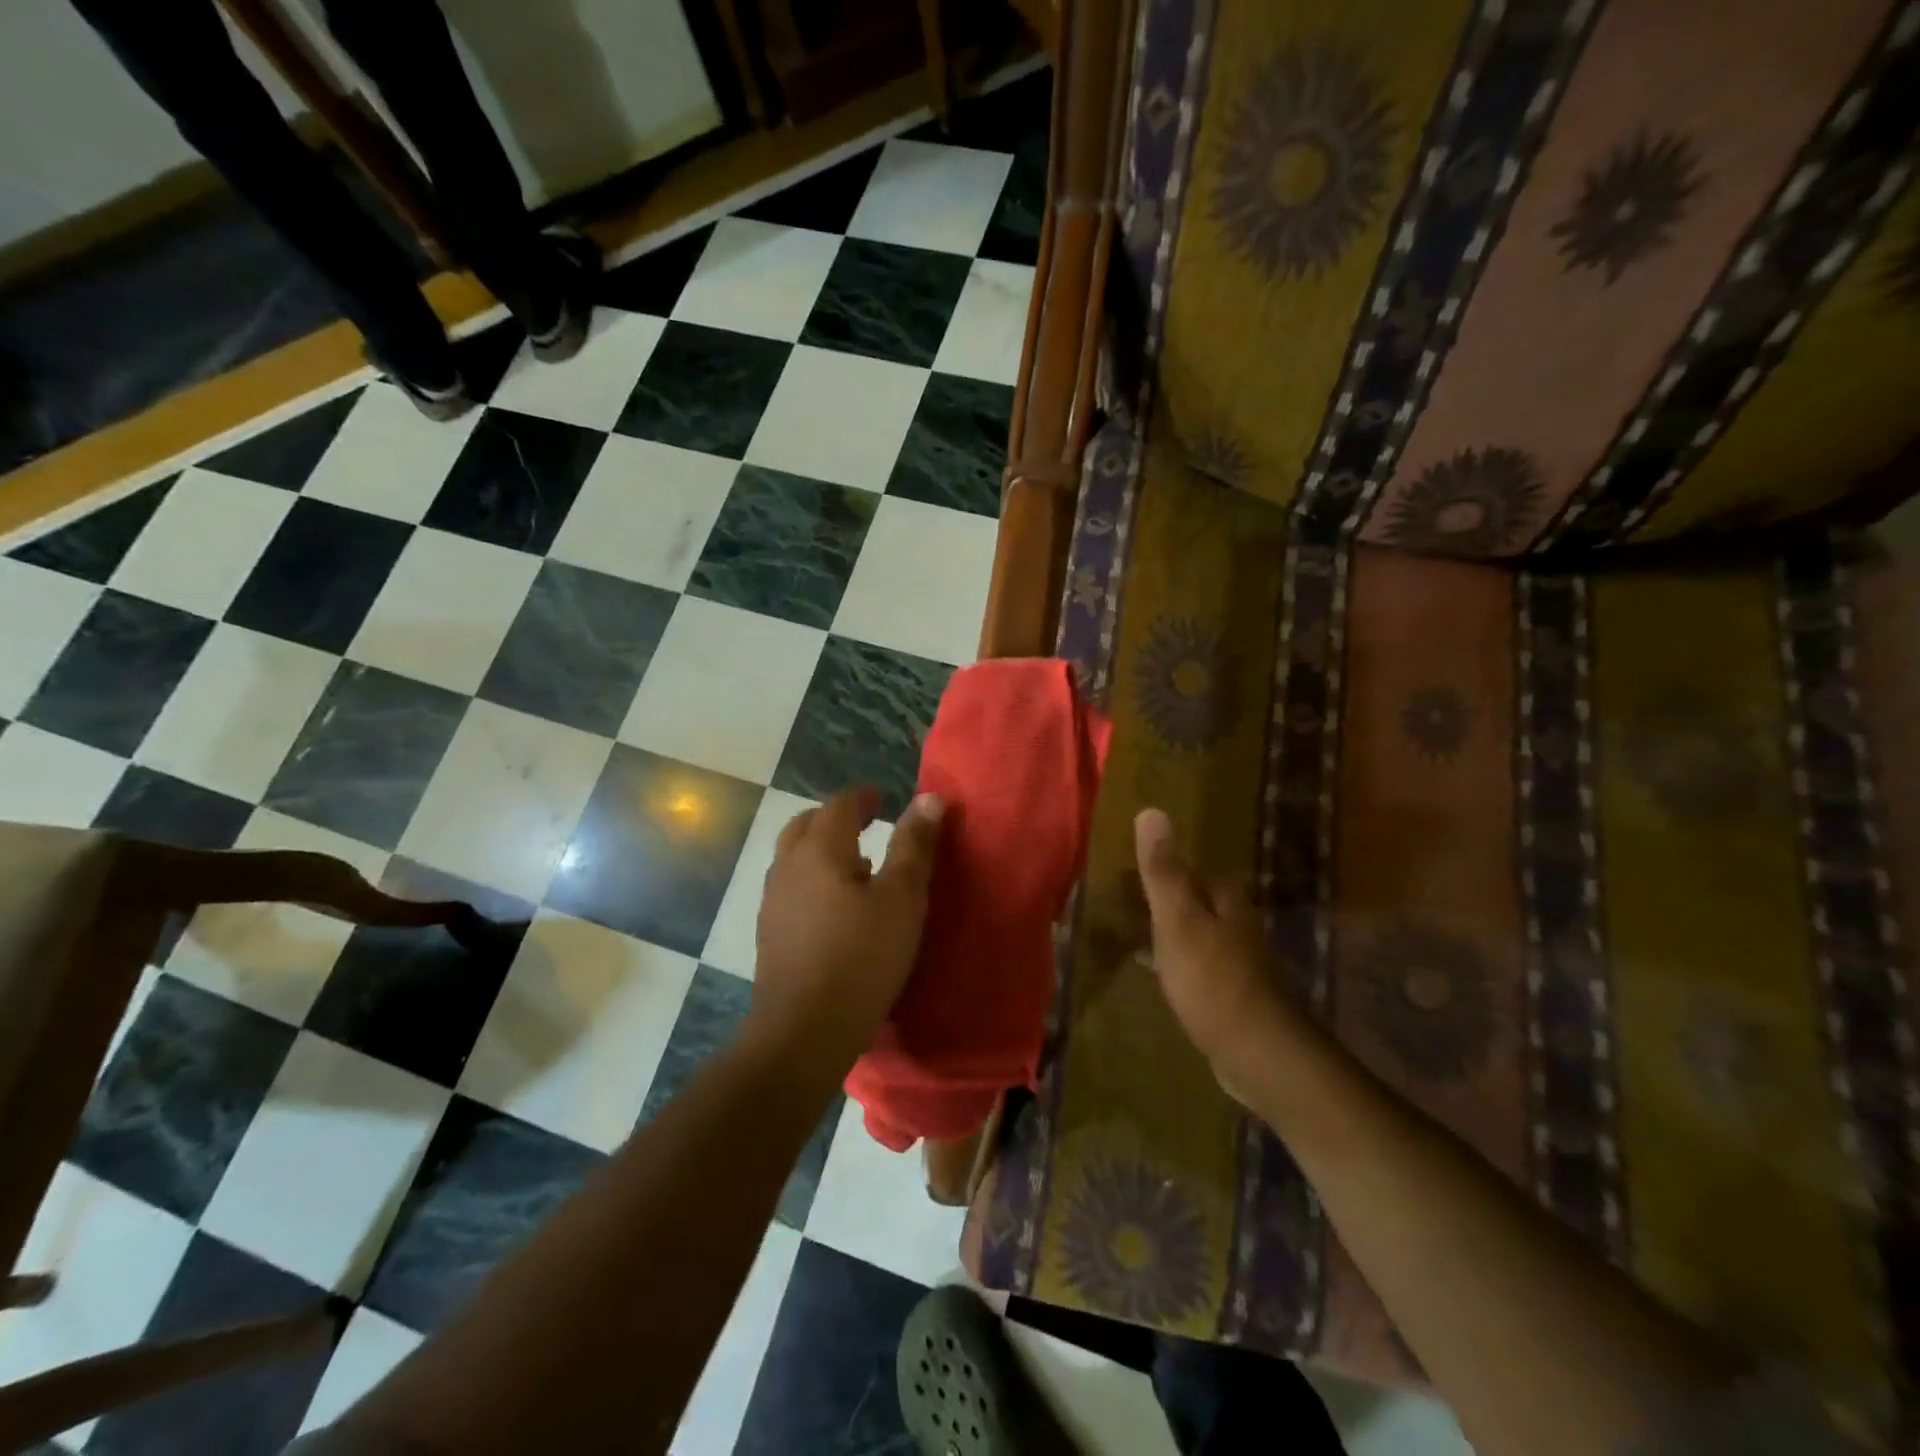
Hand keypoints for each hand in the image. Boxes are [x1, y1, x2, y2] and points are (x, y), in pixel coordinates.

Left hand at [750, 786, 944, 1062]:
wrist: (804, 1030)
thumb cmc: (861, 956)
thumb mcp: (901, 898)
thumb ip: (914, 846)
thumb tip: (929, 798)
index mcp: (820, 849)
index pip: (839, 805)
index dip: (862, 797)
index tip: (882, 797)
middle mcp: (789, 866)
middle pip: (807, 825)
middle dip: (836, 817)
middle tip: (865, 821)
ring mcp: (773, 900)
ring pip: (795, 856)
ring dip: (822, 848)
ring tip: (858, 863)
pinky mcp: (770, 933)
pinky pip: (792, 886)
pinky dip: (814, 878)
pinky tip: (837, 907)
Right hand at [1134, 807, 1304, 1101]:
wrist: (1262, 1056)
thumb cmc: (1215, 981)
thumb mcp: (1179, 921)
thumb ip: (1164, 871)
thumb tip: (1151, 810)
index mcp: (1226, 902)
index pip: (1196, 872)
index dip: (1165, 868)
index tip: (1131, 871)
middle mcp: (1238, 926)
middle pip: (1199, 902)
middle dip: (1169, 899)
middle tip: (1127, 900)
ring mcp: (1240, 964)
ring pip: (1200, 935)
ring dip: (1173, 931)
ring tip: (1136, 933)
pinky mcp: (1234, 998)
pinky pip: (1199, 968)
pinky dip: (1178, 964)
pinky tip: (1162, 975)